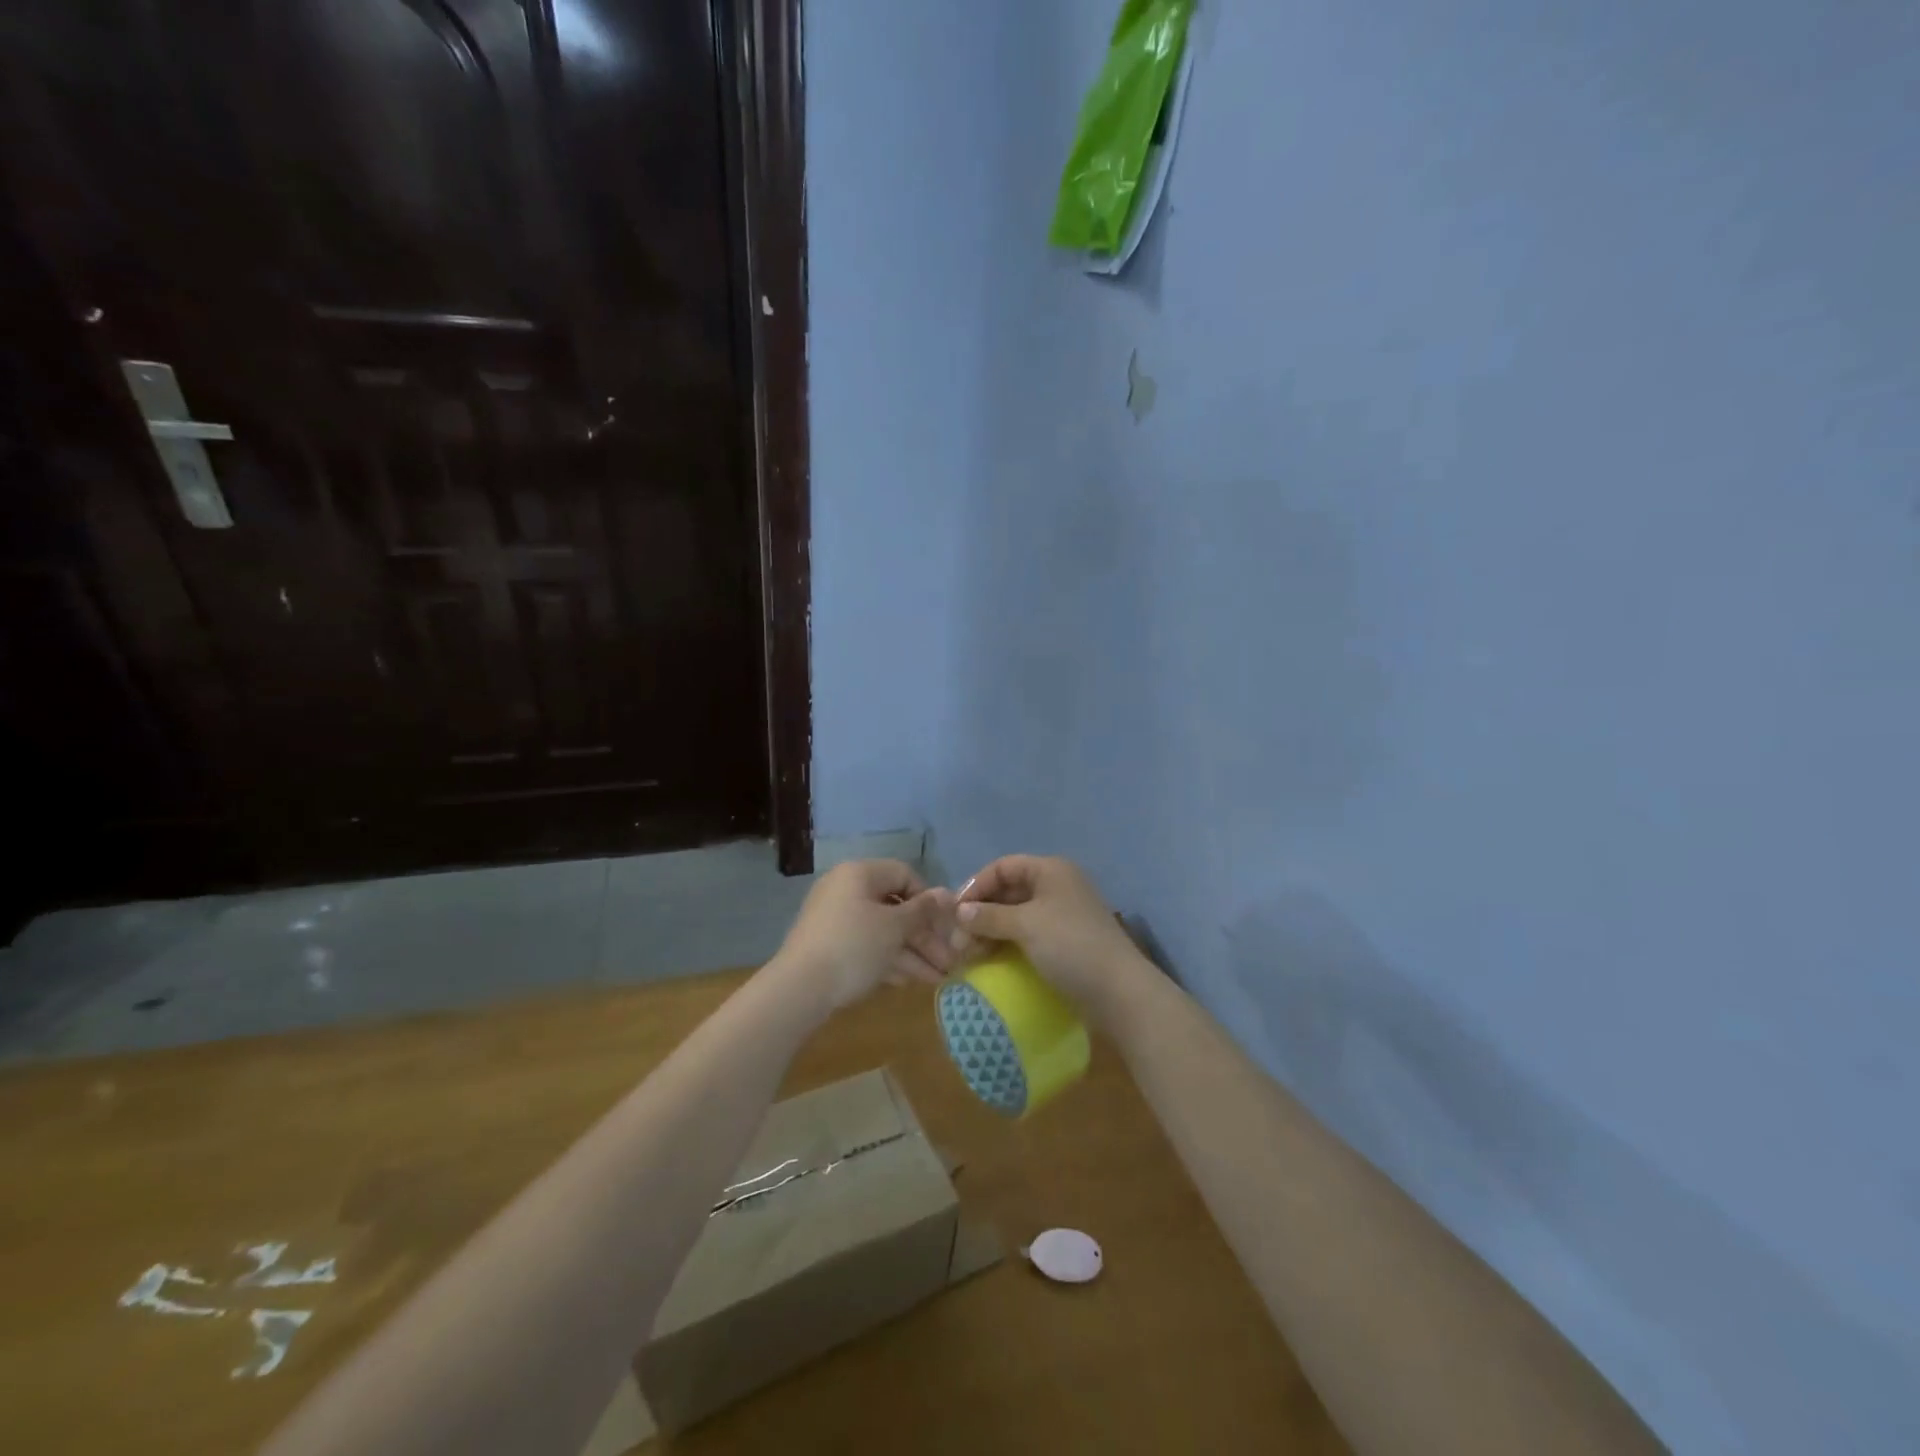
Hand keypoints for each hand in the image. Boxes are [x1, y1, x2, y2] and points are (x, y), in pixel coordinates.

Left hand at [774, 859, 955, 1011]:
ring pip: (883, 931)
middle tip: (948, 960)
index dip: (928, 899)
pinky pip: (867, 946)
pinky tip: (911, 981)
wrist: (799, 989)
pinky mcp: (830, 947)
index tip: (945, 925)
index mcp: (859, 874)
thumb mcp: (894, 928)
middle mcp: (846, 890)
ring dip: (912, 952)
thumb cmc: (854, 947)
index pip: (904, 875)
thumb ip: (923, 910)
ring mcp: (835, 920)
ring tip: (938, 978)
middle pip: (895, 907)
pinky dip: (889, 960)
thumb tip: (948, 893)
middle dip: (925, 936)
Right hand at [954, 855, 1146, 1017]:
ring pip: (1017, 914)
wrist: (1118, 992)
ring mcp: (1063, 915)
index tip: (954, 912)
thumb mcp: (1026, 925)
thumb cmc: (1070, 946)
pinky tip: (991, 959)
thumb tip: (960, 912)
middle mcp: (1058, 886)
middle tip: (958, 939)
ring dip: (991, 929)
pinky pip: (1028, 934)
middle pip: (1009, 890)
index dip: (976, 885)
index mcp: (1051, 870)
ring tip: (969, 953)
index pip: (1003, 866)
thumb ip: (990, 916)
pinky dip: (1007, 942)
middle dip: (981, 911)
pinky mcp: (1066, 942)